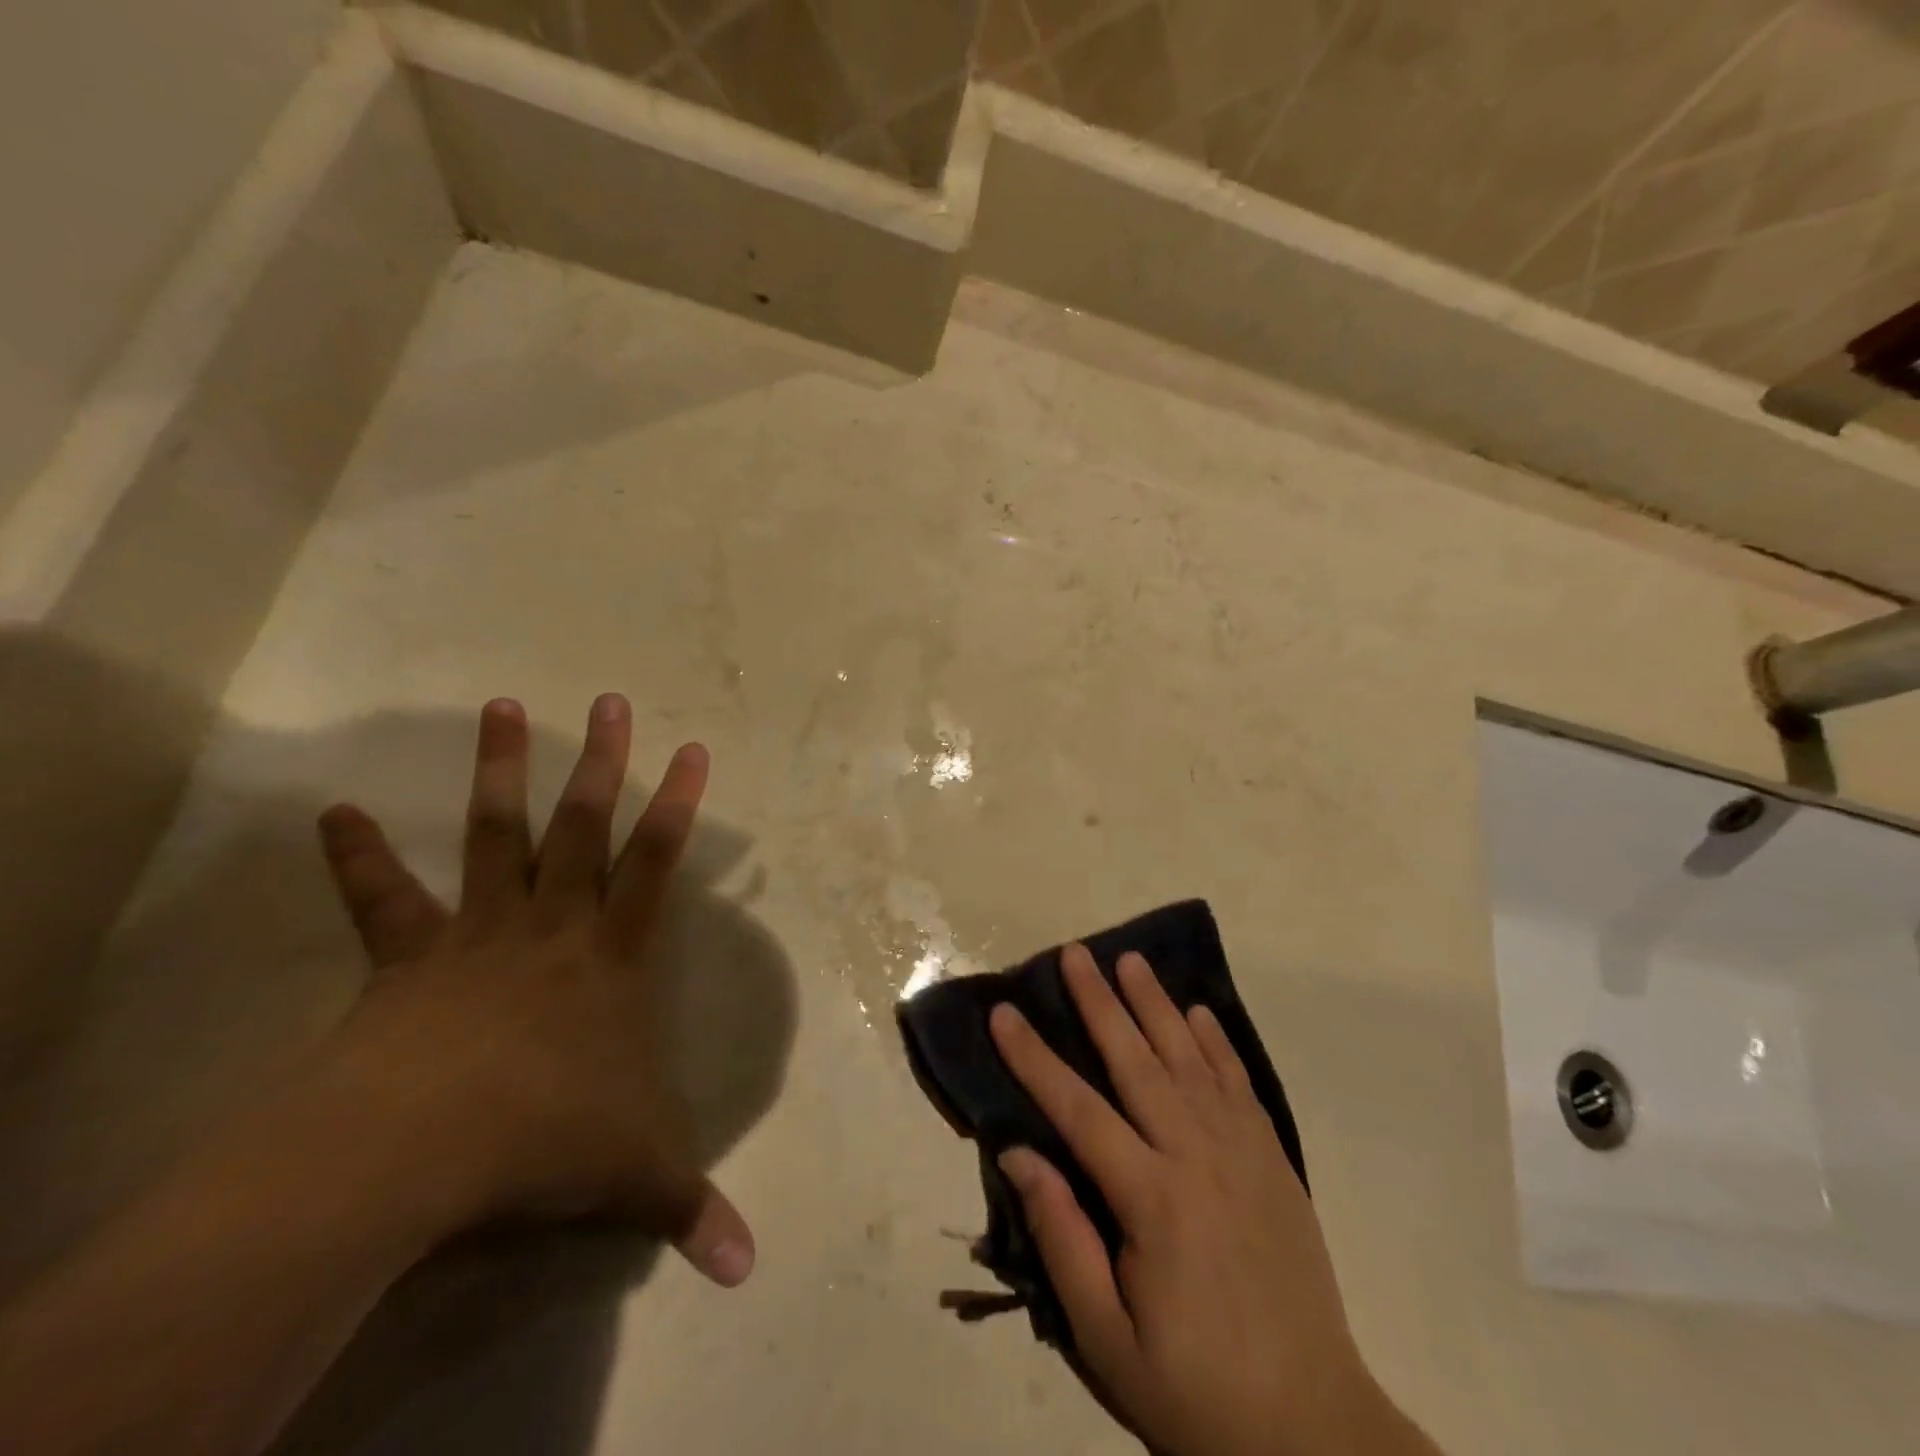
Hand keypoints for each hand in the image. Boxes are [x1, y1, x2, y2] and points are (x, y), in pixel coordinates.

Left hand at [309, 694, 752, 1286]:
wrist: (420, 1148)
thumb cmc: (544, 1139)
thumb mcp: (634, 1175)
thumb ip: (690, 1210)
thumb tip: (749, 1273)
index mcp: (609, 957)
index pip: (657, 864)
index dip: (680, 806)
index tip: (693, 749)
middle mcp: (551, 926)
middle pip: (584, 827)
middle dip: (602, 760)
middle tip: (608, 700)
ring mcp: (478, 932)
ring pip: (496, 836)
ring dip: (499, 773)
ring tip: (498, 706)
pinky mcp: (408, 956)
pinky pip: (383, 900)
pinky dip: (360, 857)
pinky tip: (335, 812)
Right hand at [989, 946, 1435, 1455]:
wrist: (1315, 1432)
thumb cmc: (1195, 1391)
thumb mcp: (1108, 1340)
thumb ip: (1062, 1238)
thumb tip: (1020, 1152)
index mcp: (1152, 1200)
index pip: (1078, 1109)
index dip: (1035, 1057)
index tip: (1004, 1011)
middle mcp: (1197, 1157)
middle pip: (1138, 1061)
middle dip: (1100, 1002)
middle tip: (1074, 953)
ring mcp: (1243, 1154)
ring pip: (1190, 1059)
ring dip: (1156, 1005)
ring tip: (1130, 960)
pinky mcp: (1275, 1163)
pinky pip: (1240, 1085)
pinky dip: (1218, 1043)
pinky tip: (1198, 1013)